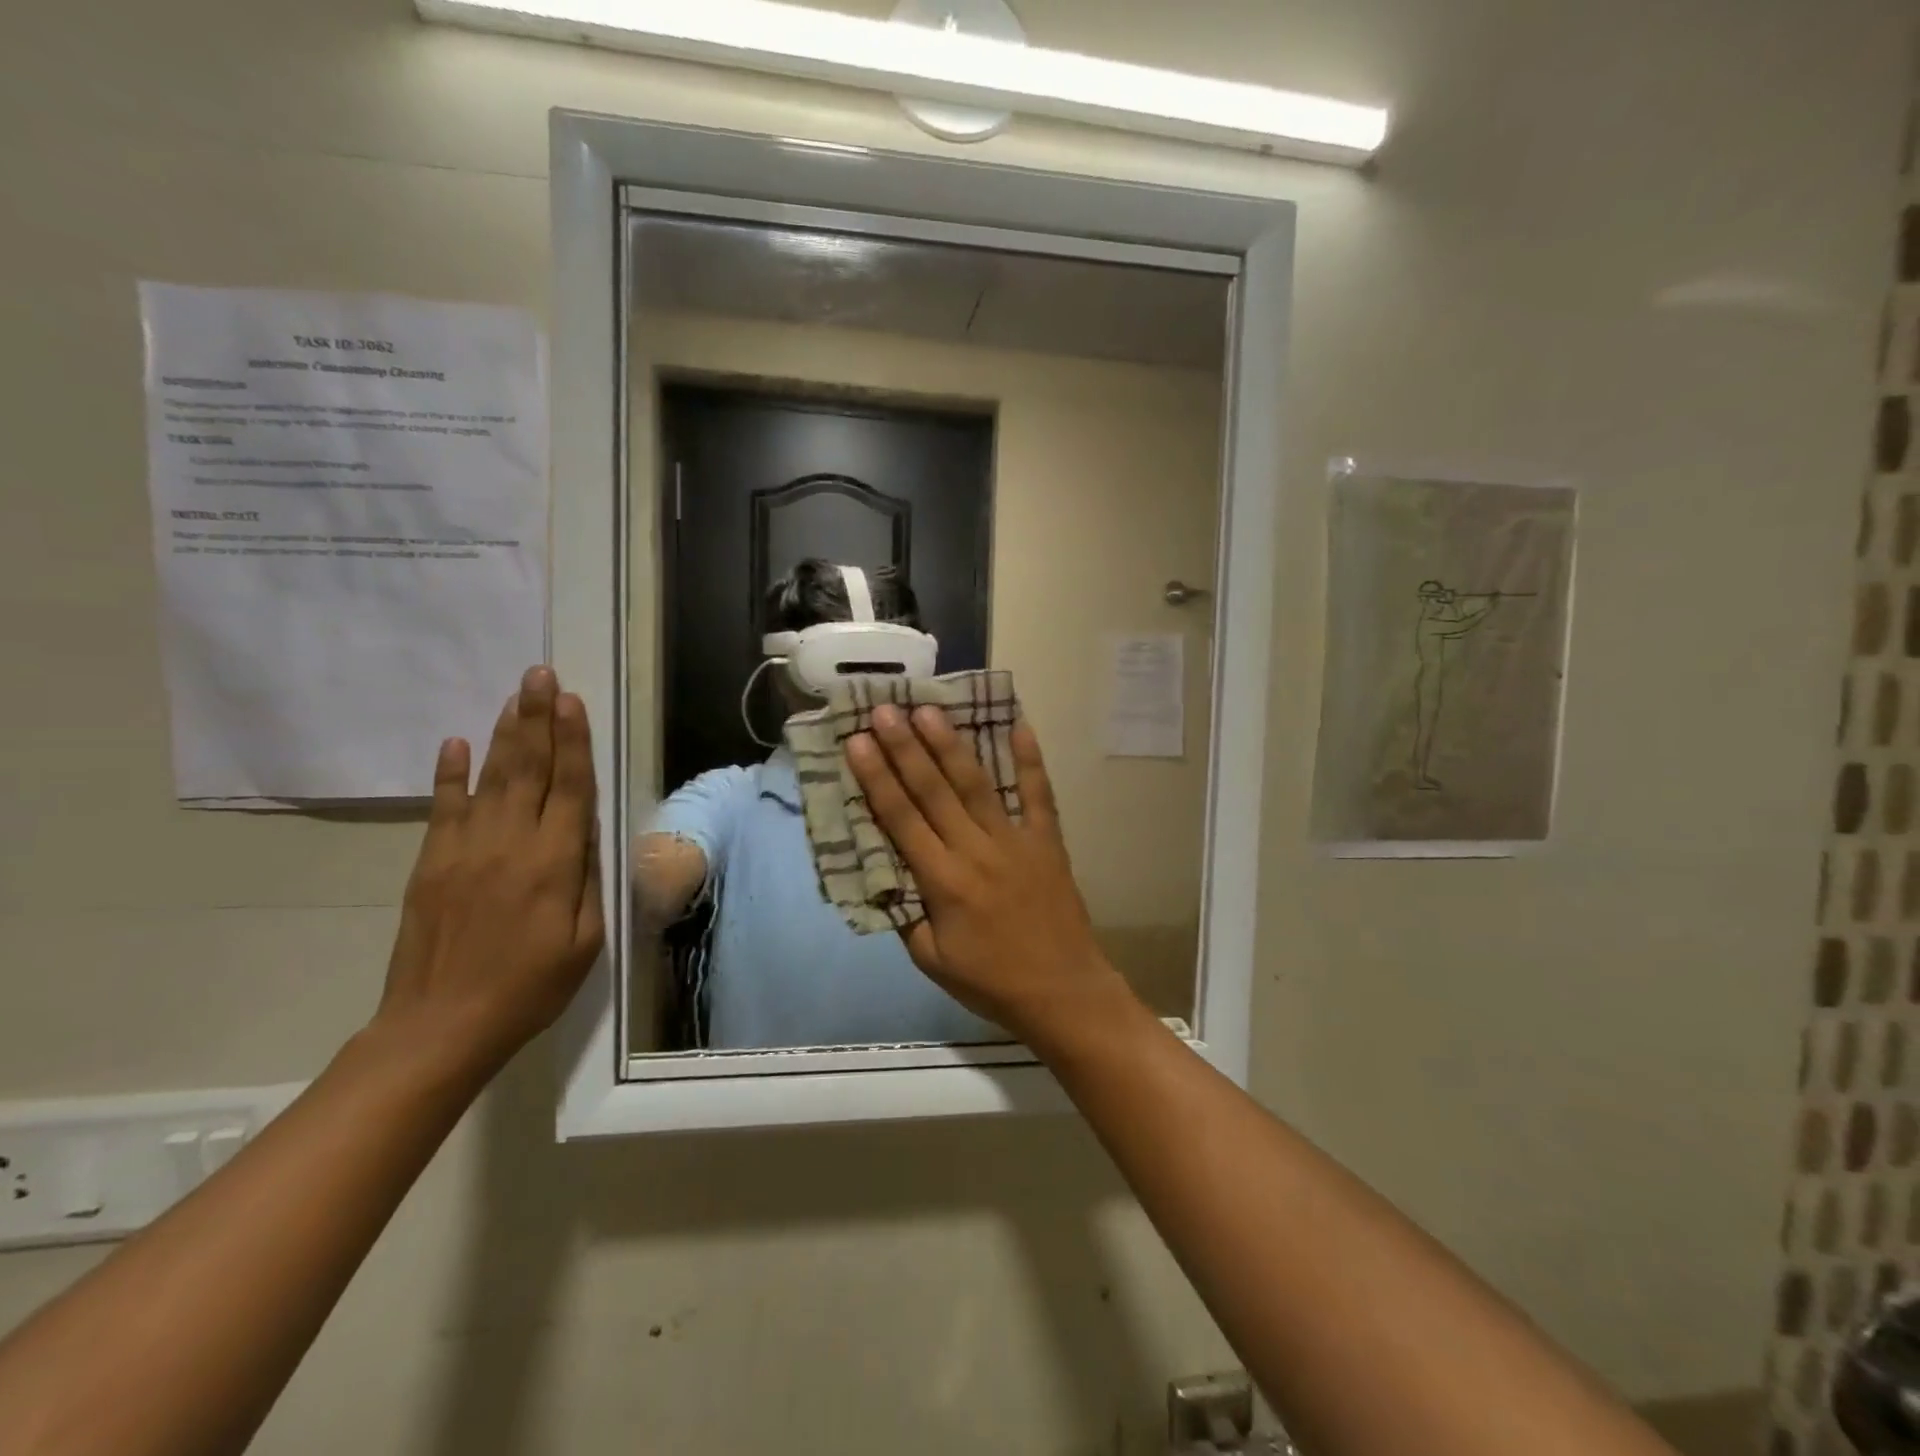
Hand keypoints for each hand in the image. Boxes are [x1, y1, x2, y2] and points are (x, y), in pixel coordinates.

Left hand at [373, 666, 604, 1078]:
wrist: (440, 1027)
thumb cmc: (530, 987)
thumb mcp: (586, 940)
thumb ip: (589, 880)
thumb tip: (589, 831)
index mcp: (554, 864)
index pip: (569, 788)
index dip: (572, 742)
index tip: (571, 700)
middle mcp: (509, 844)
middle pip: (528, 769)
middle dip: (537, 718)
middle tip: (539, 674)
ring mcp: (464, 850)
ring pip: (490, 779)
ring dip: (505, 733)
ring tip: (515, 695)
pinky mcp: (432, 864)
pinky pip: (444, 808)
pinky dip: (450, 774)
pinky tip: (457, 742)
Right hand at [846, 706, 1133, 1046]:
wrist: (1063, 992)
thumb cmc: (991, 982)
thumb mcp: (931, 960)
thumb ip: (906, 914)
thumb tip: (885, 874)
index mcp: (943, 881)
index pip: (901, 819)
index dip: (876, 778)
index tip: (858, 741)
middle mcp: (975, 851)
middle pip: (934, 791)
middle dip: (905, 747)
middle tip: (885, 709)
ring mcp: (1015, 840)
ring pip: (977, 784)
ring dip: (951, 745)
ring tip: (929, 710)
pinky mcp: (1047, 841)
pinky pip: (1038, 794)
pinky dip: (1029, 760)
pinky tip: (1019, 725)